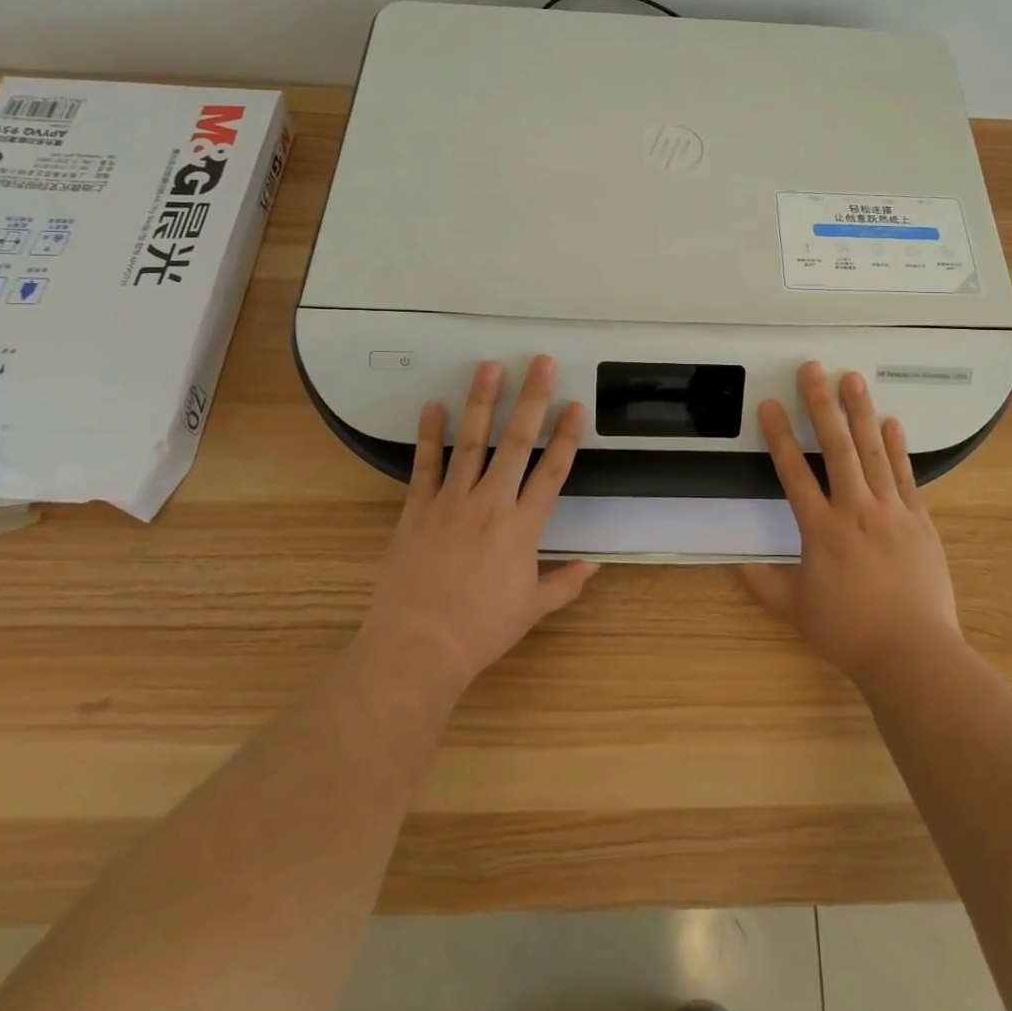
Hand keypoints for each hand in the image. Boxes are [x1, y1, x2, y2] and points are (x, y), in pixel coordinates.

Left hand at [360, 356, 599, 701]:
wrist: (418, 647)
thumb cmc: (481, 630)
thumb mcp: (532, 609)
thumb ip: (565, 583)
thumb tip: (594, 566)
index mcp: (522, 527)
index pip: (553, 472)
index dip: (567, 437)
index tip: (576, 405)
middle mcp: (490, 504)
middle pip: (516, 443)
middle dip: (531, 400)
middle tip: (540, 363)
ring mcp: (451, 502)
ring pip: (471, 443)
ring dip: (481, 402)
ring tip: (489, 367)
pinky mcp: (417, 509)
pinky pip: (425, 465)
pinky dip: (429, 435)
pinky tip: (433, 406)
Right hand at [741, 362, 960, 686]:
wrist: (913, 652)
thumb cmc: (849, 631)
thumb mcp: (796, 610)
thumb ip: (763, 583)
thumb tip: (734, 563)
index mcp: (820, 530)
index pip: (793, 473)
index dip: (779, 436)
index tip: (769, 405)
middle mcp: (855, 510)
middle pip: (836, 448)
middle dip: (821, 405)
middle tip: (813, 369)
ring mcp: (891, 511)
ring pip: (872, 452)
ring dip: (860, 412)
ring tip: (852, 379)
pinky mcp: (919, 520)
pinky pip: (905, 475)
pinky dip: (897, 447)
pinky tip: (892, 422)